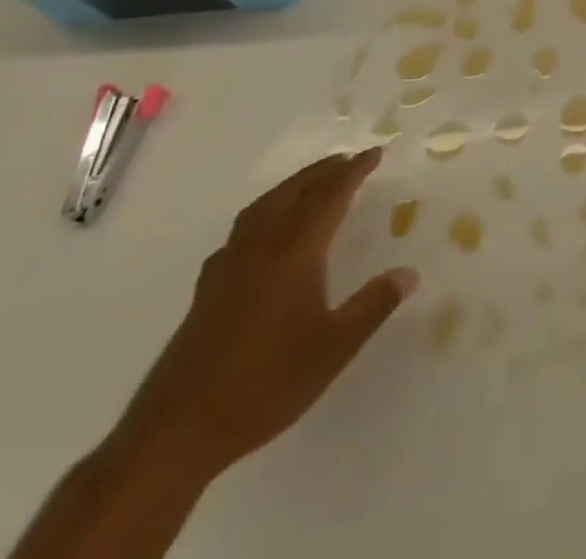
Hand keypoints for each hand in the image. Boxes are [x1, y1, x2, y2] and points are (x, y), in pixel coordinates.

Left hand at [112, 147, 417, 479]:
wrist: (176, 433)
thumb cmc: (265, 384)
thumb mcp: (334, 348)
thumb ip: (373, 305)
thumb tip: (409, 273)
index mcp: (294, 253)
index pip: (329, 196)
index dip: (354, 172)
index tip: (375, 153)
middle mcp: (260, 248)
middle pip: (293, 193)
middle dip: (322, 172)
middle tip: (347, 160)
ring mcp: (228, 268)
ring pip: (263, 207)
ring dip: (291, 187)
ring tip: (311, 184)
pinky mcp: (207, 290)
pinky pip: (242, 230)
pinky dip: (263, 214)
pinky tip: (264, 234)